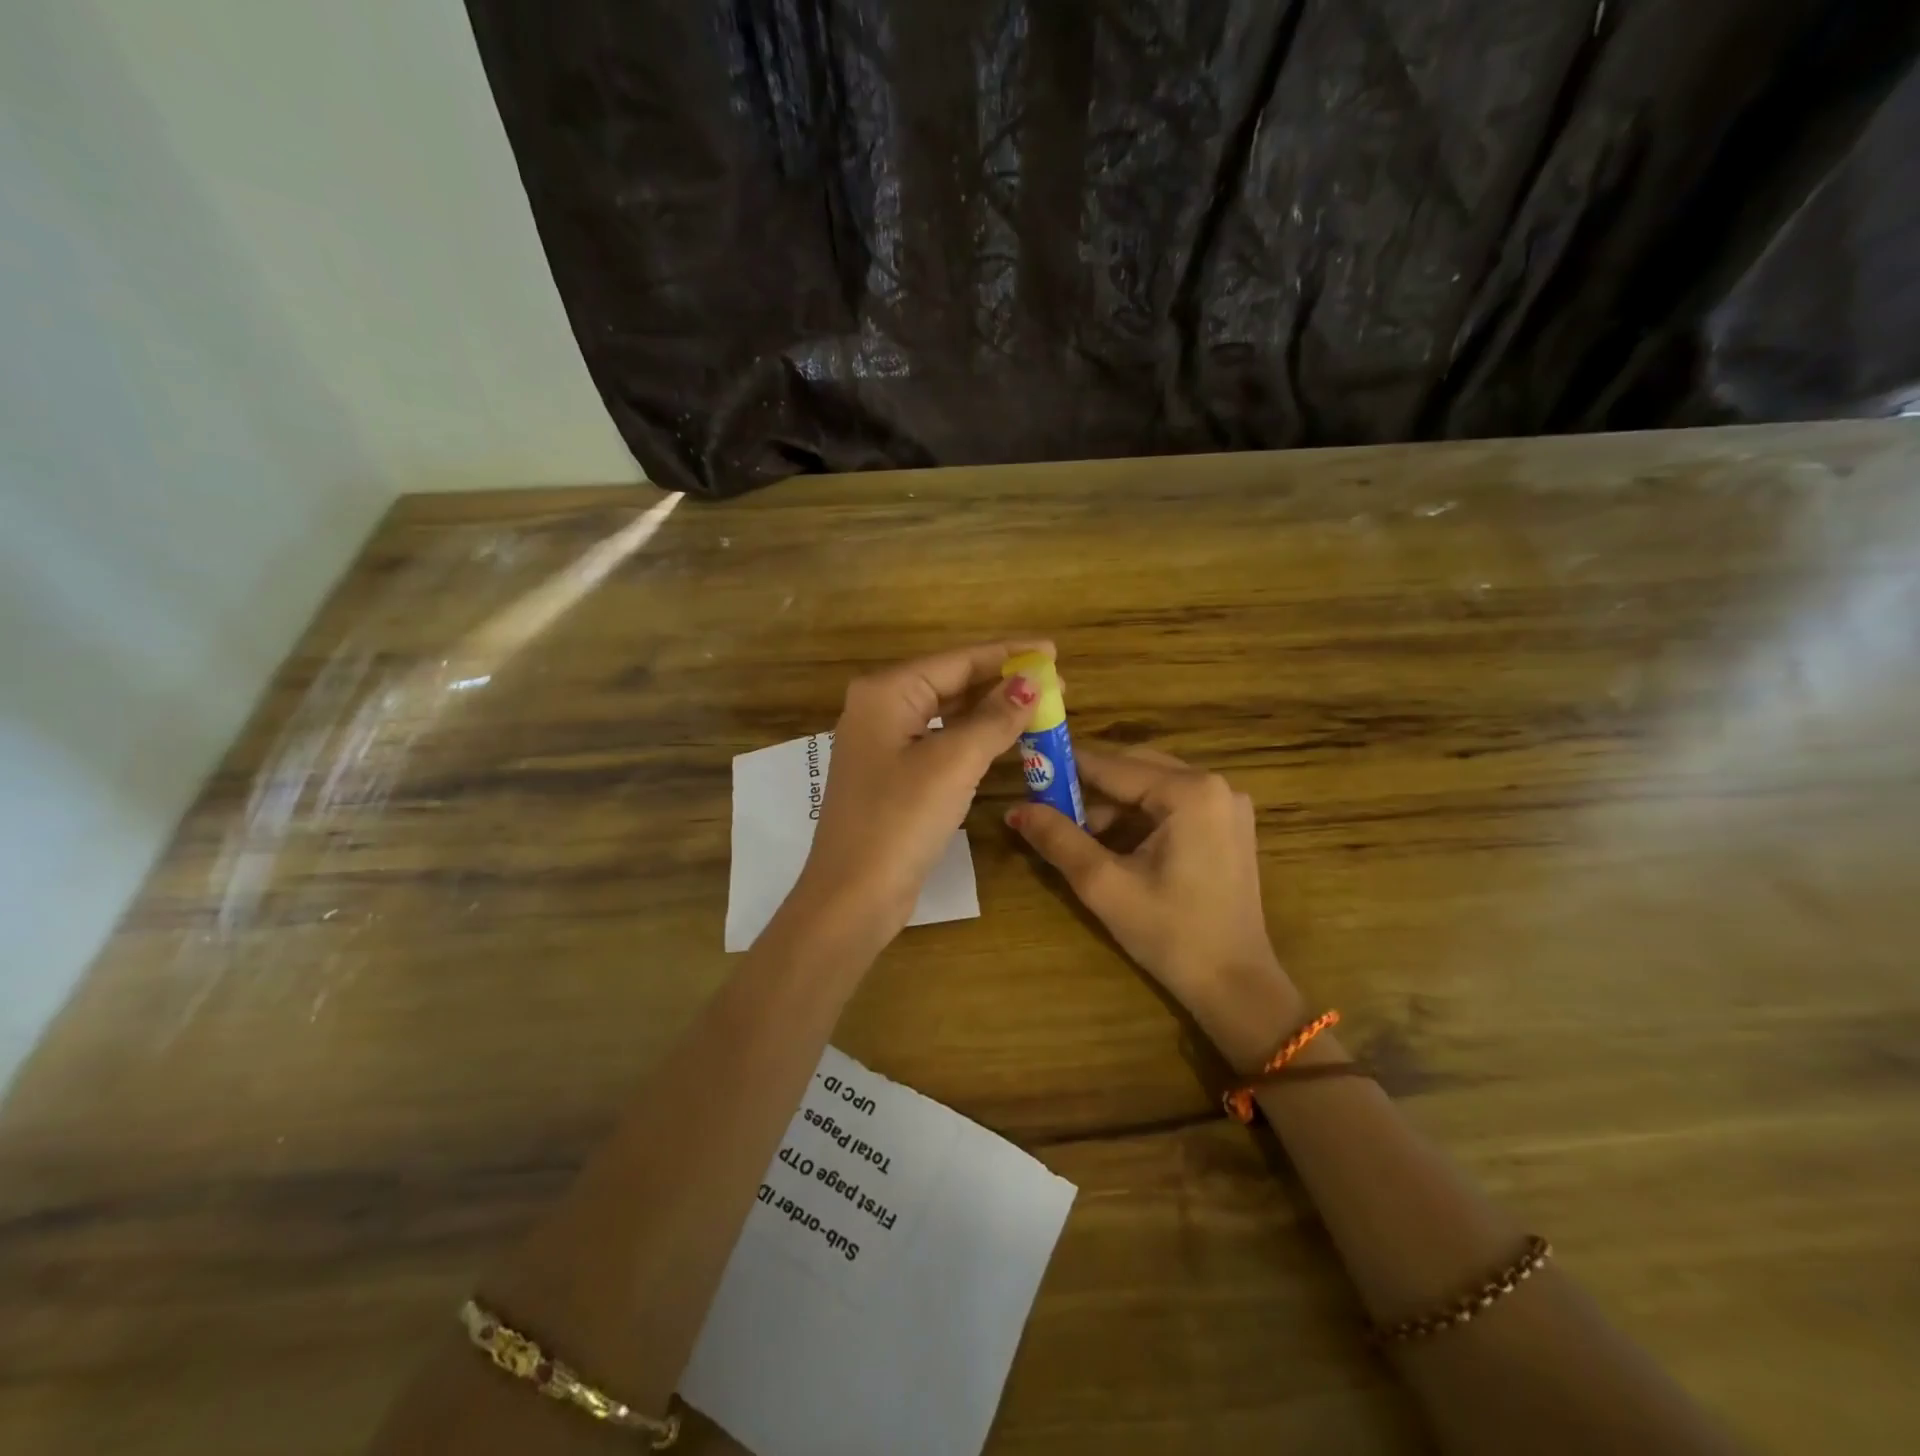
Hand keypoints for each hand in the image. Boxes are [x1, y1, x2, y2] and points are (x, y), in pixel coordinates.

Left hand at [790, 641, 1051, 952]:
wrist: (853, 896)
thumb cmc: (901, 820)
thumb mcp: (954, 763)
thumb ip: (994, 718)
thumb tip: (1031, 682)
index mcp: (886, 692)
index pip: (957, 660)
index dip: (1008, 654)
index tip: (1053, 651)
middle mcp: (879, 708)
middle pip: (950, 682)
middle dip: (1002, 683)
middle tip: (1055, 686)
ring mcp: (882, 743)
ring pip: (946, 713)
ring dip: (990, 711)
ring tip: (1038, 708)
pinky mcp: (891, 774)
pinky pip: (939, 741)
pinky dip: (972, 738)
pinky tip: (1003, 739)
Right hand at [1006, 748, 1303, 1069]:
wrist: (1235, 985)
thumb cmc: (1170, 934)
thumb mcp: (1105, 885)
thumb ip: (1058, 839)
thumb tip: (1015, 809)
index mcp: (1190, 792)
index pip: (1112, 766)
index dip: (1065, 768)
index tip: (1028, 768)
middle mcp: (1215, 785)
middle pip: (1135, 768)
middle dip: (1090, 786)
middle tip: (1047, 803)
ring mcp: (1227, 805)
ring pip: (1152, 786)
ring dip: (1113, 805)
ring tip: (1075, 832)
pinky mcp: (1229, 826)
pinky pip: (1172, 804)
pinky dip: (1139, 816)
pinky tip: (1113, 843)